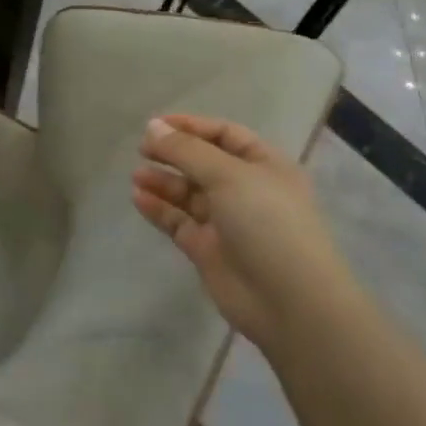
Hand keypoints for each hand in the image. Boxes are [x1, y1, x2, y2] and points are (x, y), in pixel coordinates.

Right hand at [131, 115, 356, 346]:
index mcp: (264, 165)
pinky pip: (178, 221)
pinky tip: (138, 198)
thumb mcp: (228, 175)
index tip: (155, 125)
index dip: (191, 127)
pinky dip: (159, 209)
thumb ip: (186, 150)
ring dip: (163, 182)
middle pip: (203, 163)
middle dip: (173, 154)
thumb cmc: (267, 223)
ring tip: (136, 176)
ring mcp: (226, 221)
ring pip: (188, 193)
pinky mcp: (207, 249)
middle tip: (142, 149)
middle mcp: (246, 190)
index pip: (224, 134)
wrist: (288, 301)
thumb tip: (152, 127)